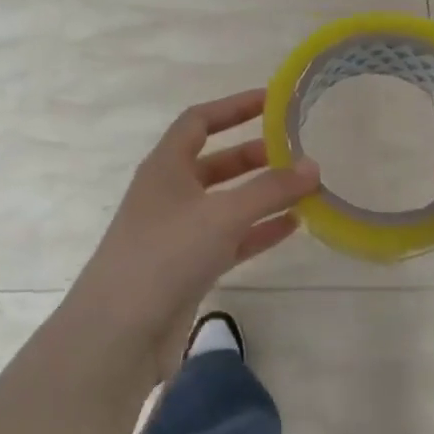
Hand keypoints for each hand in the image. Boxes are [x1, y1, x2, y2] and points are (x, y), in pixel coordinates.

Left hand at [70, 90, 319, 350]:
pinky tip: (292, 227)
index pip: (199, 121)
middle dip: (255, 156)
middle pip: (216, 163)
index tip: (272, 101)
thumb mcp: (223, 214)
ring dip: (262, 196)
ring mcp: (178, 233)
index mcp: (165, 166)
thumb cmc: (166, 254)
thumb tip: (313, 166)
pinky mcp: (188, 268)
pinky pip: (230, 239)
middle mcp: (170, 194)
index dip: (234, 107)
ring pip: (227, 204)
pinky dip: (258, 231)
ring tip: (305, 188)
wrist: (120, 332)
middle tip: (297, 152)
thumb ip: (271, 190)